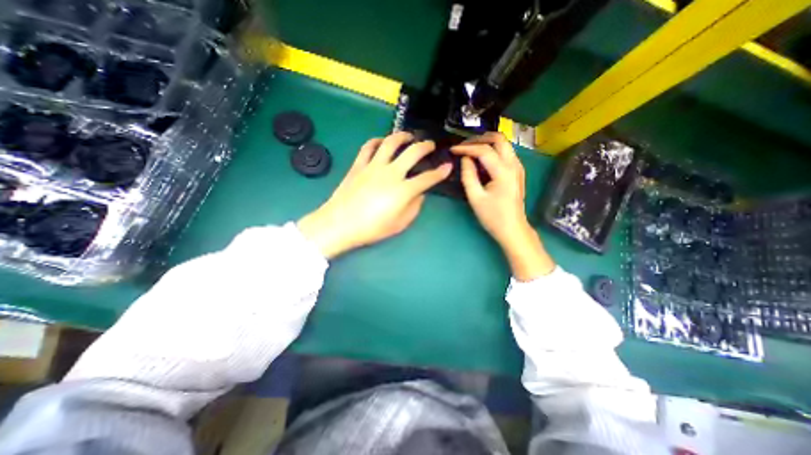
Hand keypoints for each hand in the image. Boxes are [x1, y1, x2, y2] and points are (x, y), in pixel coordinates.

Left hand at [298, 132, 450, 259]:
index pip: (428, 178)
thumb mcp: (399, 224)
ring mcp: (373, 166)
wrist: (340, 224)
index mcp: (403, 190)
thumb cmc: (371, 228)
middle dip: (425, 146)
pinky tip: (381, 141)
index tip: (447, 166)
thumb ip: (414, 207)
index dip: (440, 172)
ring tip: (408, 136)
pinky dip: (376, 141)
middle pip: (413, 152)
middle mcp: (391, 173)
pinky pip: (368, 147)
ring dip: (402, 136)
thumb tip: (419, 194)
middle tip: (430, 145)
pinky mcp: (359, 165)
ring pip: (390, 143)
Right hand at [450, 132, 558, 280]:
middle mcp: (514, 164)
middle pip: (499, 138)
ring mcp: (518, 167)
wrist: (513, 229)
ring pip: (504, 143)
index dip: (466, 148)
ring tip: (470, 149)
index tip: (453, 150)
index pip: (484, 150)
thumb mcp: (475, 198)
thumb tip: (464, 159)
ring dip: (487, 142)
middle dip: (479, 138)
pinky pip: (505, 152)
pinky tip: (481, 158)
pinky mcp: (517, 171)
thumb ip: (468, 175)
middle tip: (463, 145)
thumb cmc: (493, 217)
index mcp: (503, 172)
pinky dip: (493, 149)